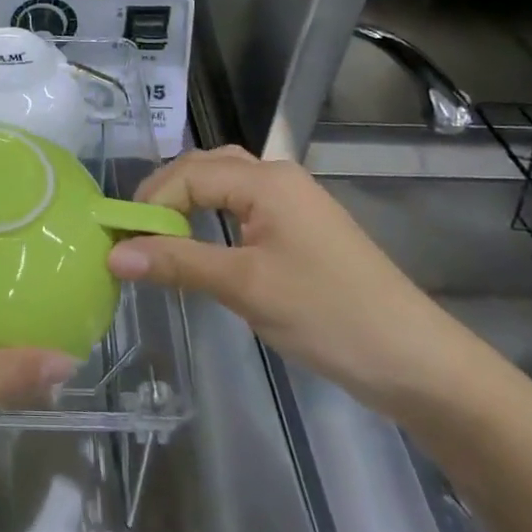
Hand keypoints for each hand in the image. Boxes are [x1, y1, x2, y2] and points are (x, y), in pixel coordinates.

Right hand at [106, 146, 465, 406]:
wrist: (417, 362)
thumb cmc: (327, 314)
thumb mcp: (245, 287)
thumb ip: (177, 264)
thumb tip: (114, 254)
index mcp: (266, 180)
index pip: (189, 174)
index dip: (149, 203)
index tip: (119, 240)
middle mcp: (279, 178)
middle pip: (206, 168)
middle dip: (166, 195)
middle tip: (136, 234)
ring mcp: (295, 203)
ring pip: (225, 186)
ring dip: (189, 205)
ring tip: (160, 239)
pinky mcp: (303, 230)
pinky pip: (244, 208)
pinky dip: (213, 219)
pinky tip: (203, 246)